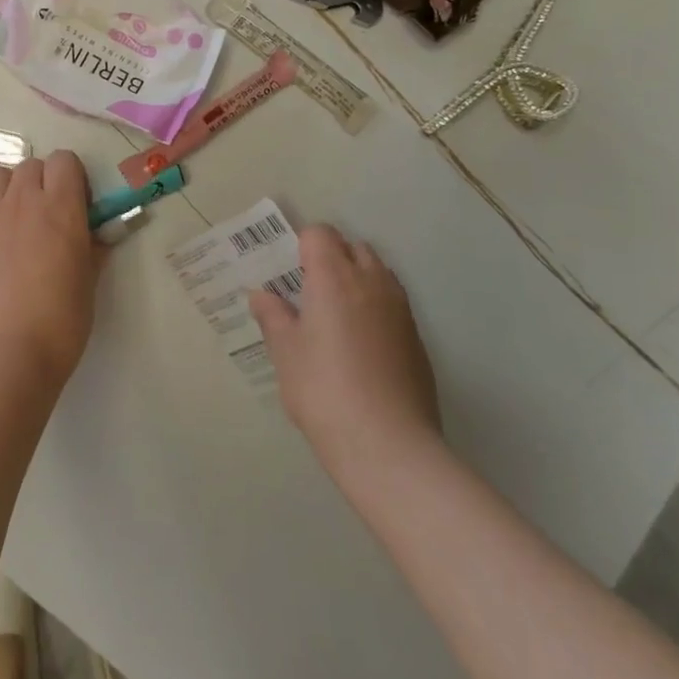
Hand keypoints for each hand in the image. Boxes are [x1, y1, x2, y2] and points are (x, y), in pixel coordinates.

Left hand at [0, 152, 96, 390]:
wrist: (2, 355)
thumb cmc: (58, 324)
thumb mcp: (88, 285)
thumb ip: (91, 249)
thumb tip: (94, 235)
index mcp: (60, 207)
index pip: (65, 160)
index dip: (72, 179)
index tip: (75, 206)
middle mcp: (21, 200)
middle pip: (31, 166)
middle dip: (42, 184)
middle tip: (46, 220)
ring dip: (9, 193)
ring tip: (12, 227)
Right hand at [250, 225, 441, 477]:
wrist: (388, 445)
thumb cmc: (324, 390)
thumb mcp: (286, 353)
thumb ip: (273, 317)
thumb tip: (262, 295)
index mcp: (334, 277)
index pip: (321, 234)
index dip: (302, 245)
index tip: (289, 272)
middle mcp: (371, 282)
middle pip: (353, 247)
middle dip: (332, 258)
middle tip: (309, 291)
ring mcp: (400, 310)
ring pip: (378, 273)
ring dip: (357, 279)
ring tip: (336, 316)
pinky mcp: (417, 339)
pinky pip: (393, 304)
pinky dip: (375, 308)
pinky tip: (361, 345)